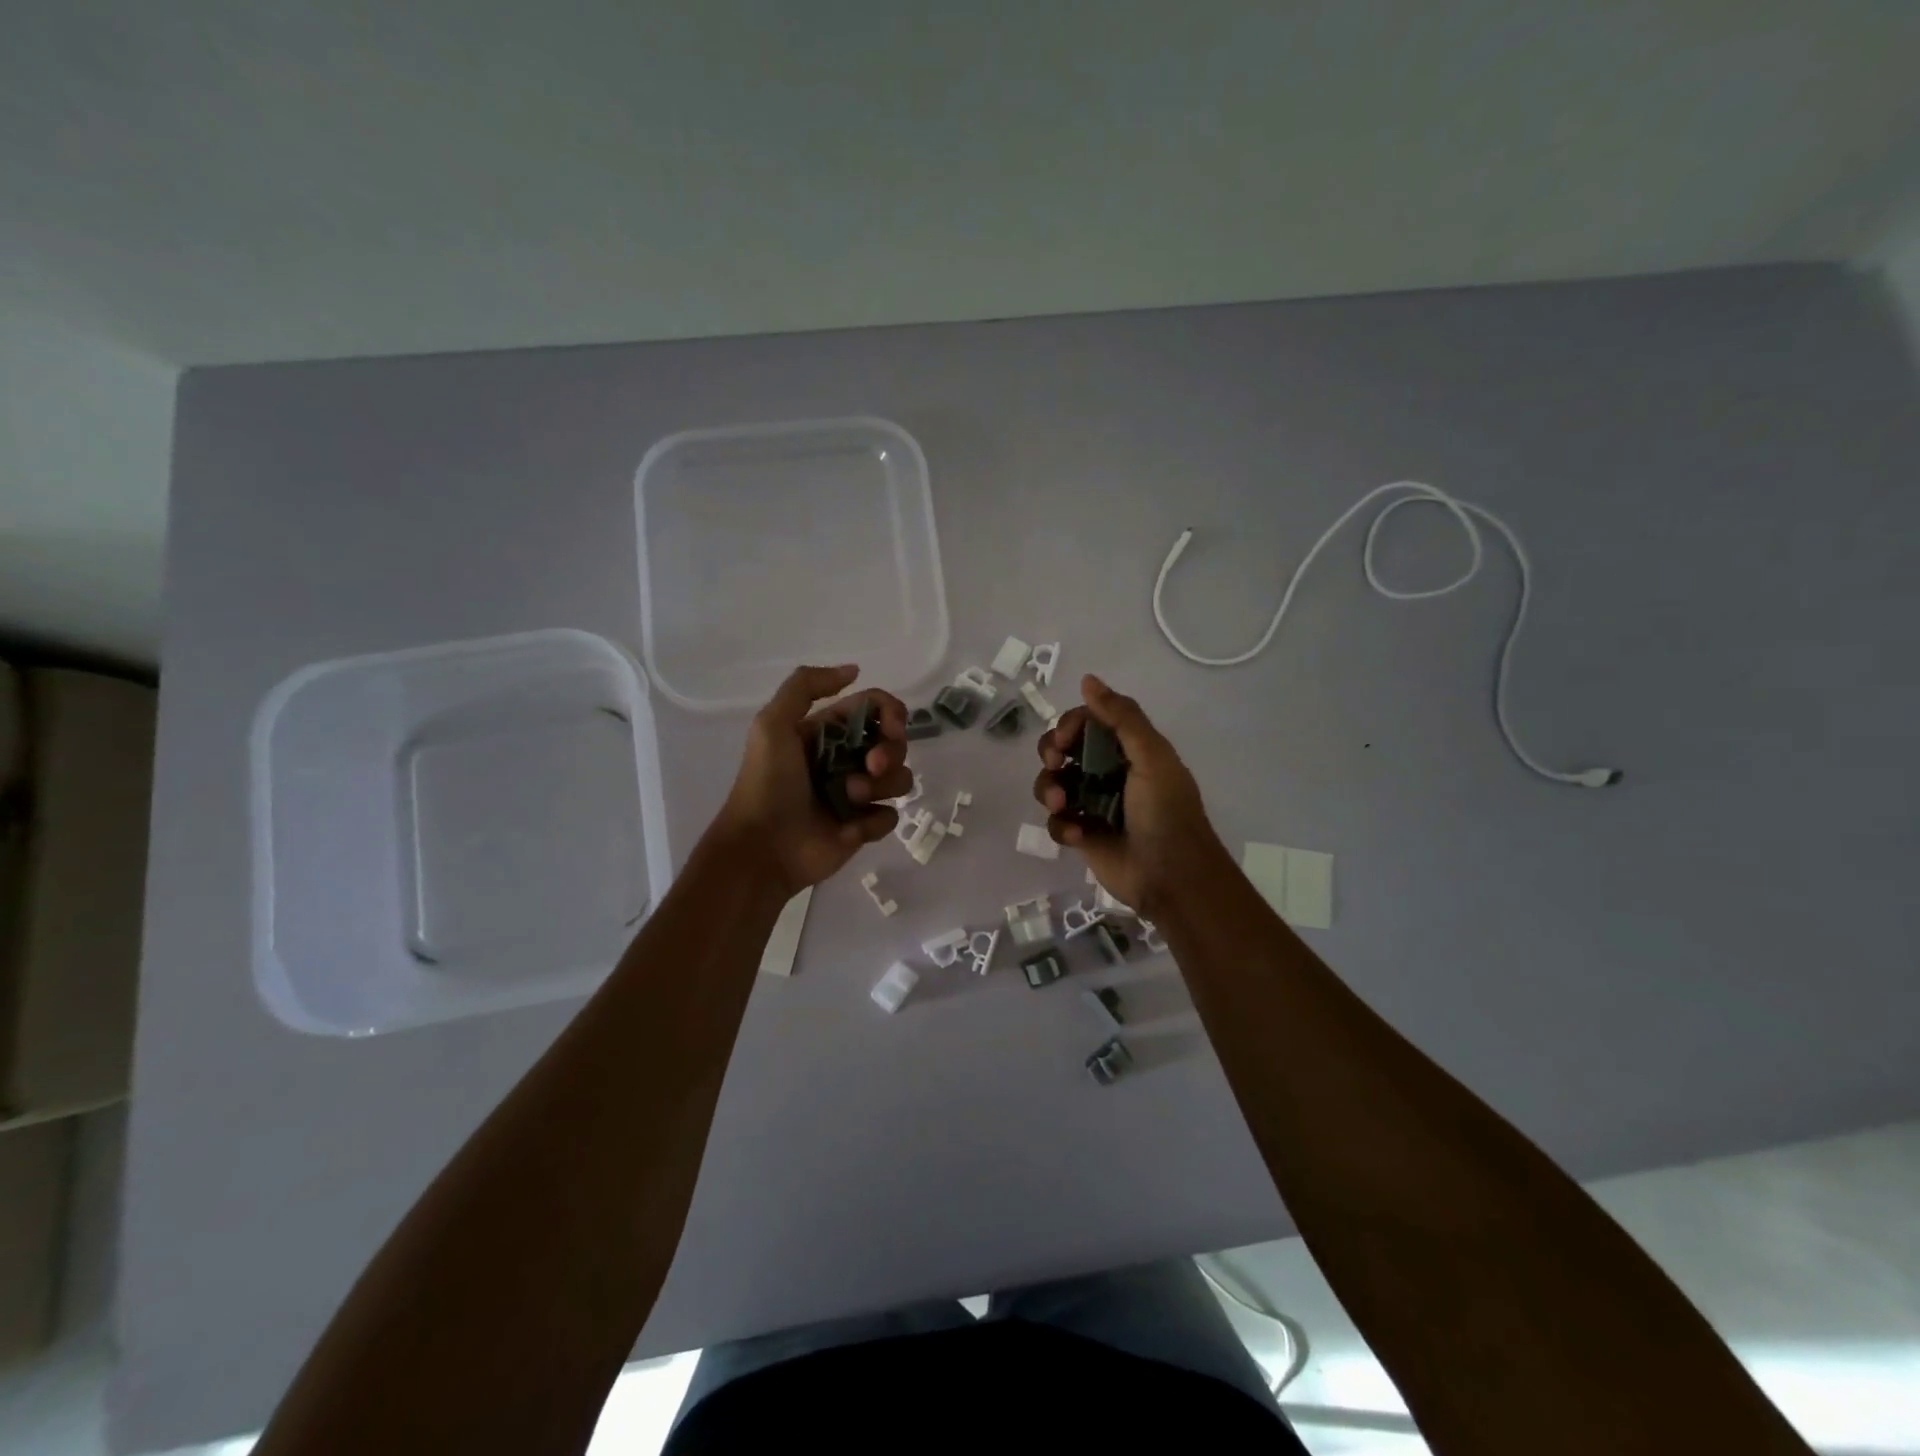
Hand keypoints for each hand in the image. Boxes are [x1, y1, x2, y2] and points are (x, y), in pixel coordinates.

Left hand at [715, 665, 912, 897]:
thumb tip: (854, 670)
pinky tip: (851, 828)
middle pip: (895, 743)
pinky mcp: (863, 828)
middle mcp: (846, 759)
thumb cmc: (767, 783)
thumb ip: (806, 686)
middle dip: (890, 751)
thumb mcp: (772, 724)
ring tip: (850, 798)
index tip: (892, 727)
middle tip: (870, 765)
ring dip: (881, 785)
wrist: (762, 848)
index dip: (891, 713)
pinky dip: (874, 819)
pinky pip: (891, 815)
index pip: (875, 709)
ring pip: (900, 778)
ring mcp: (857, 795)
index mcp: (827, 732)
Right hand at [1033, 674, 1226, 919]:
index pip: (1086, 722)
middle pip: (1062, 749)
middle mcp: (1107, 772)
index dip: (1069, 726)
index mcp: (1128, 749)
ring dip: (1048, 790)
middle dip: (1051, 754)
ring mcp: (1092, 804)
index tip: (1064, 741)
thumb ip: (1121, 717)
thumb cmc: (1165, 812)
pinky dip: (1062, 826)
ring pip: (1051, 783)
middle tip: (1055, 766)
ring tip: (1059, 805)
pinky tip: (1078, 835)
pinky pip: (1056, 821)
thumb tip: (1088, 679)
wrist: (1171, 877)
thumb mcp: (1151, 757)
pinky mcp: (1082, 834)